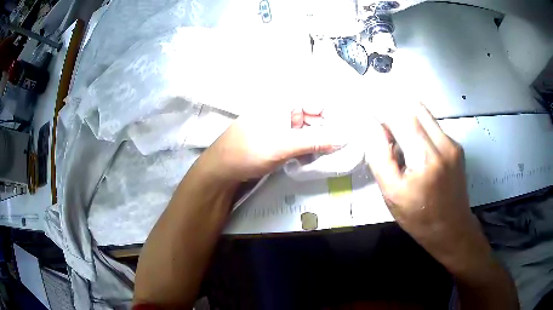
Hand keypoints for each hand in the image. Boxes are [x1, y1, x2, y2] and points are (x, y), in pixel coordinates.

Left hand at [197, 106, 343, 183]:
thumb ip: (315, 141)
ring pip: (308, 129)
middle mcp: (282, 110)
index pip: (315, 100)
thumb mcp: (283, 145)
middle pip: (313, 116)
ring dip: (319, 141)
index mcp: (281, 102)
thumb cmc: (248, 151)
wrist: (222, 170)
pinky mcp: (279, 140)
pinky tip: (316, 156)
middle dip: (328, 129)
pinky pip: (300, 140)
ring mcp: (280, 126)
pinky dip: (310, 147)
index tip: (346, 128)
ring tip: (331, 152)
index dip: (332, 112)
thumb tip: (344, 138)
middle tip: (342, 144)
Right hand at [365, 103, 490, 270]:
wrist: (452, 229)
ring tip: (398, 139)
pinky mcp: (457, 147)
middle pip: (413, 108)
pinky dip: (419, 129)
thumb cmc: (419, 217)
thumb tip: (372, 127)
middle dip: (393, 111)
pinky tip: (415, 149)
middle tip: (383, 128)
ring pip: (424, 115)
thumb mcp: (392, 194)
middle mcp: (443, 144)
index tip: (368, 113)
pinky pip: (433, 126)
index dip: (381, 111)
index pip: (400, 118)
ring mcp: (453, 144)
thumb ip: (380, 158)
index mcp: (425, 159)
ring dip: (407, 119)